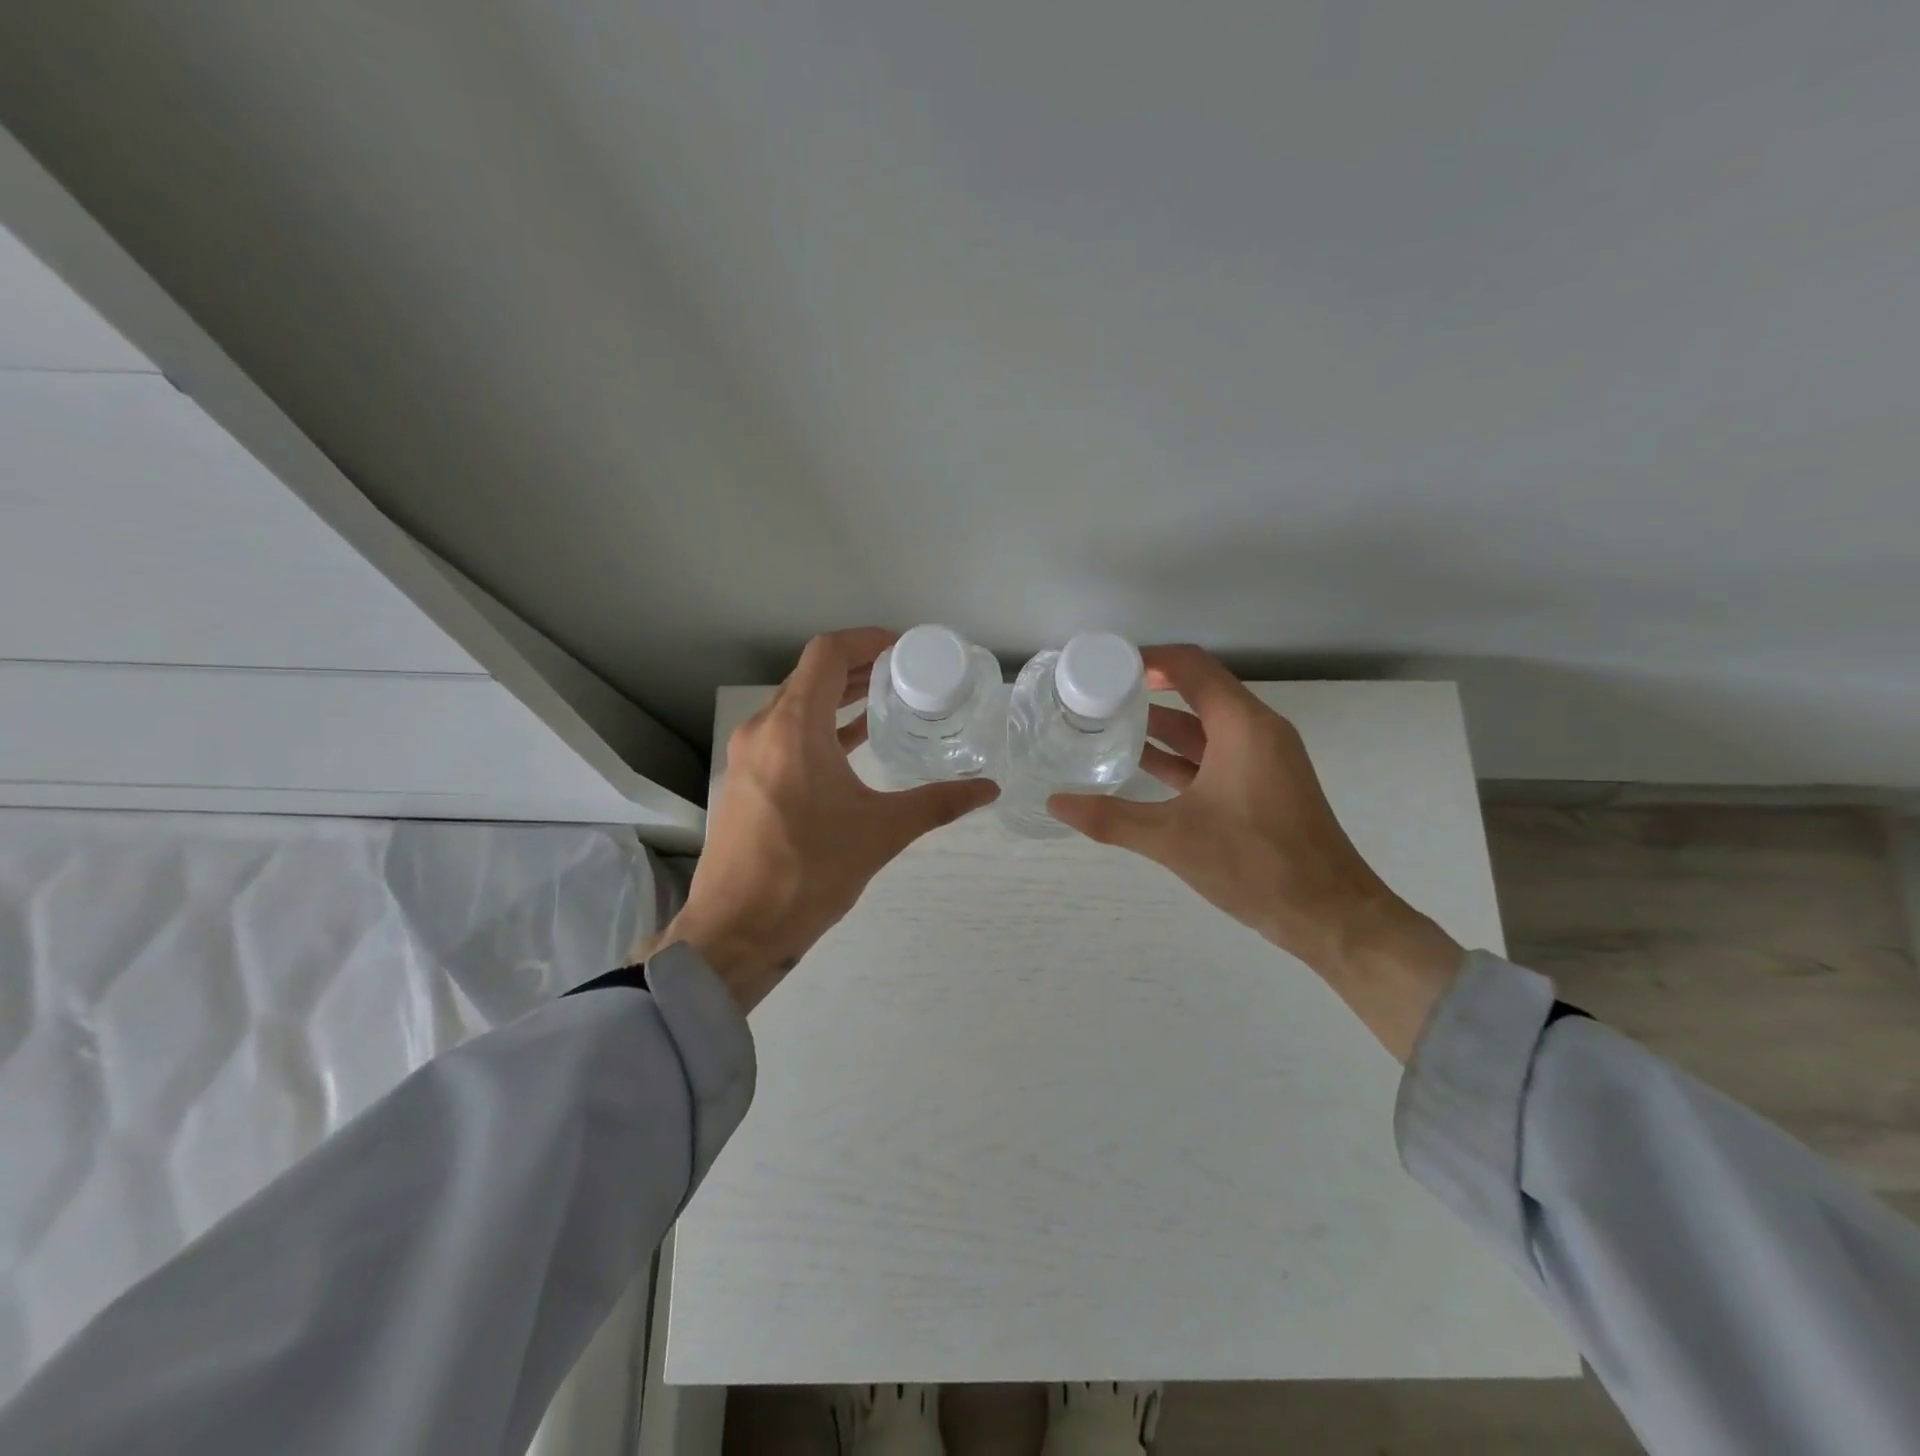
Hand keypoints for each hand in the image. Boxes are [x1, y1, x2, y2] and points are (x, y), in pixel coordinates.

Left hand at [646, 628, 998, 1010]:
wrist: (737, 930)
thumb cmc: (809, 872)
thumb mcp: (881, 832)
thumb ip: (938, 803)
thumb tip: (989, 789)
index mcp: (793, 728)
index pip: (826, 654)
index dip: (865, 641)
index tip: (901, 647)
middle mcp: (763, 730)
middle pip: (809, 676)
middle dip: (856, 667)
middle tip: (902, 671)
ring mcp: (748, 756)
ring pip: (795, 706)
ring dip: (836, 698)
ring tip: (882, 699)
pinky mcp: (746, 781)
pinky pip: (784, 735)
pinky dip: (818, 727)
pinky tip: (851, 743)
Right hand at [1048, 645, 1463, 1059]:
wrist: (1329, 914)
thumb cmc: (1256, 864)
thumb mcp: (1173, 839)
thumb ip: (1110, 818)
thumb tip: (1054, 802)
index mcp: (1242, 726)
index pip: (1192, 667)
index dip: (1148, 659)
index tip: (1105, 666)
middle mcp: (1256, 732)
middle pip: (1197, 691)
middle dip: (1147, 691)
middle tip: (1097, 696)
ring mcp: (1262, 760)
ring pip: (1204, 727)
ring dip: (1160, 725)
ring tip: (1108, 726)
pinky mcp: (1261, 787)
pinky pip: (1213, 756)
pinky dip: (1178, 756)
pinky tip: (1140, 766)